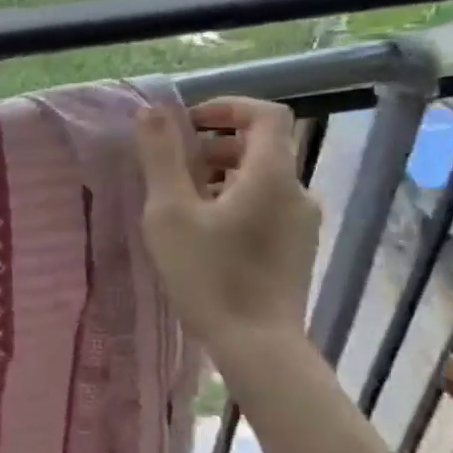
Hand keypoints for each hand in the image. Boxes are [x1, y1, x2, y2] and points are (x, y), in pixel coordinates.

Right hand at [133, 96, 320, 364]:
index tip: (188, 123)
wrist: (256, 344)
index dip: (227, 107)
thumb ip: (161, 157)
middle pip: (261, 148)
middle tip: (174, 169)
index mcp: (271, 176)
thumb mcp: (170, 212)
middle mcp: (297, 192)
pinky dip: (235, 203)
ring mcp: (301, 224)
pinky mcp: (296, 250)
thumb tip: (151, 111)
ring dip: (221, 177)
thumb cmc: (208, 274)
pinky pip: (266, 208)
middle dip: (215, 146)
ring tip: (182, 205)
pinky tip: (204, 235)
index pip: (266, 115)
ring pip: (261, 180)